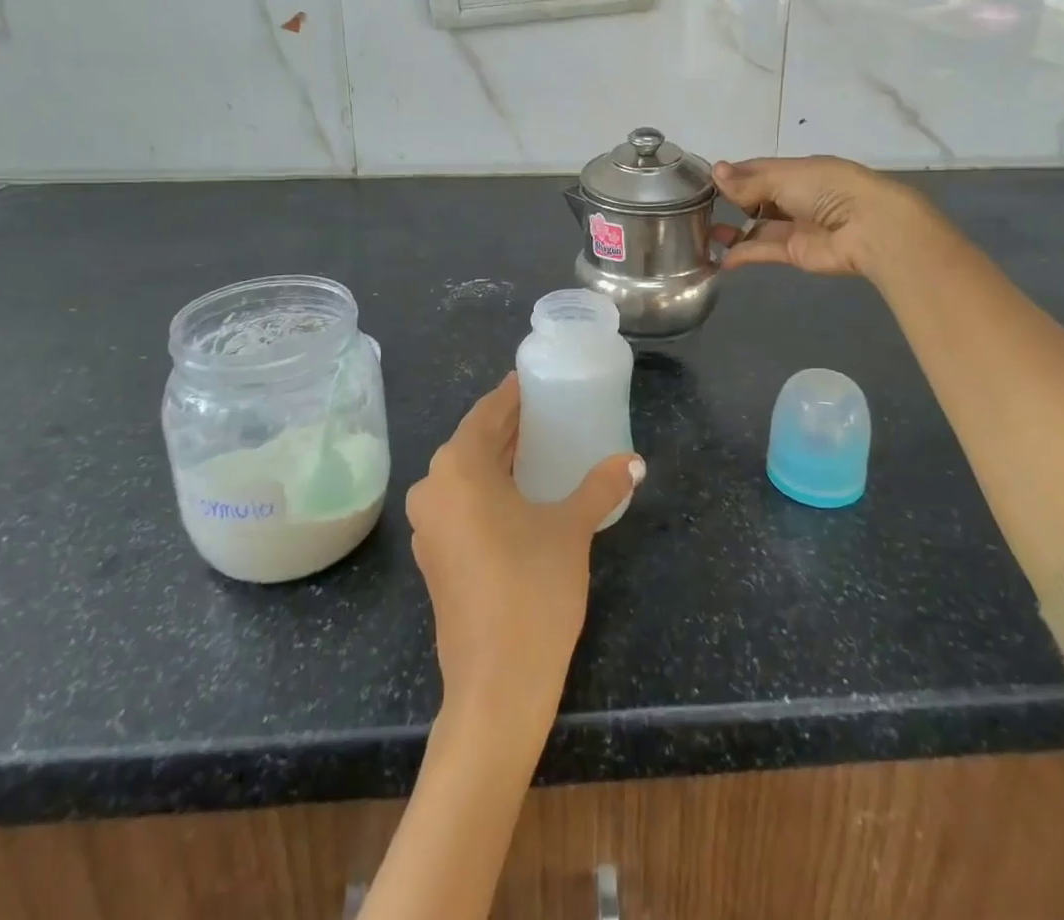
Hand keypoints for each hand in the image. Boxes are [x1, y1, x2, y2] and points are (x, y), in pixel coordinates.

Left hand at [405, 373, 643, 738]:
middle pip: (473, 442)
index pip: (486, 414)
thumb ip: (600, 487)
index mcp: (458, 468)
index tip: (533, 380)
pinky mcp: (434, 557)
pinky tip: (519, 494)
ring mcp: (428, 526)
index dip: (511, 396)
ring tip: (538, 448)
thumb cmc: (533, 588)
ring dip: (497, 459)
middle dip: (507, 426)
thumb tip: (634, 463)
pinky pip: (460, 503)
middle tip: (546, 412)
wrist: (497, 684)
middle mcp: (434, 489)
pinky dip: (487, 489)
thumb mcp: (572, 529)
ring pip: (465, 474)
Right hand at [714, 155, 926, 281]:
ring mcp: (795, 226)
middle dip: (731, 201)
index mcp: (797, 171)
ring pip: (758, 226)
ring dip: (733, 230)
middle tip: (699, 208)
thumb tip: (715, 172)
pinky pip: (763, 250)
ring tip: (705, 233)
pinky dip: (742, 253)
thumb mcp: (784, 177)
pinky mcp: (794, 252)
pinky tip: (720, 257)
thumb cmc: (827, 189)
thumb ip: (748, 182)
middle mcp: (795, 196)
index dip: (732, 175)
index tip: (704, 181)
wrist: (868, 227)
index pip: (757, 170)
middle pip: (756, 198)